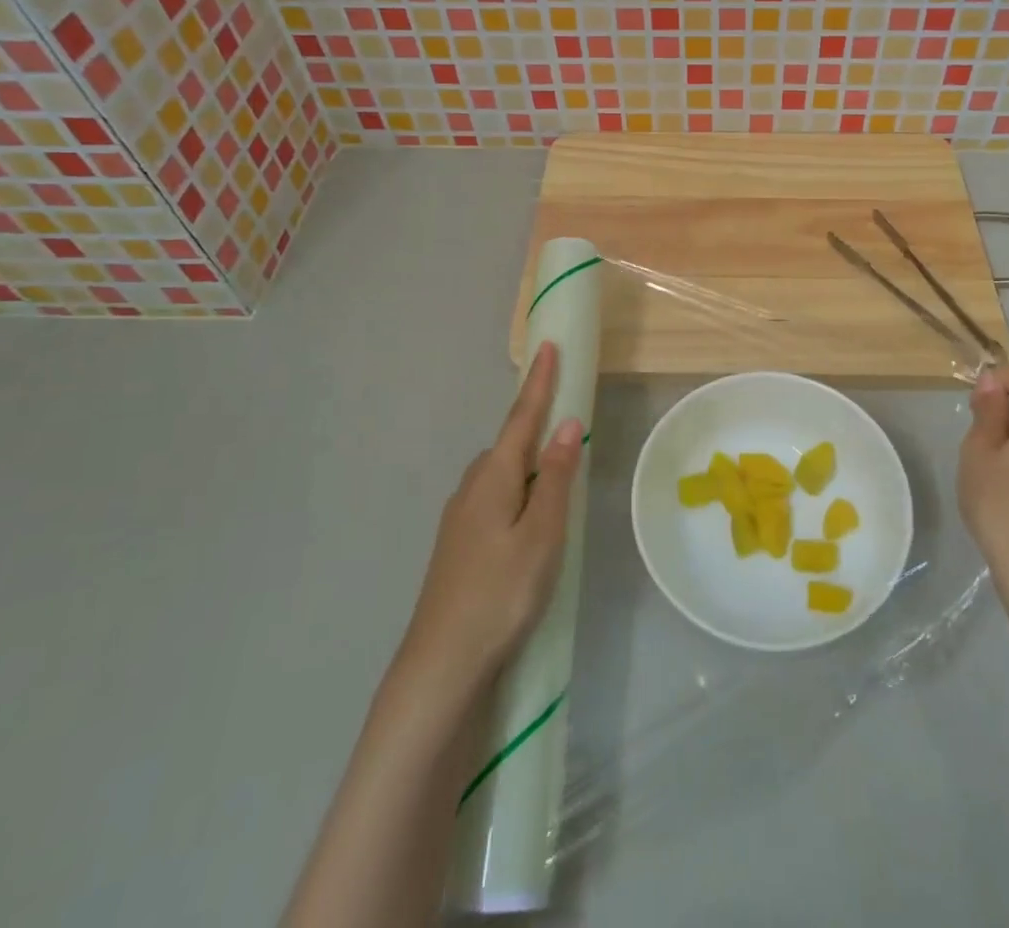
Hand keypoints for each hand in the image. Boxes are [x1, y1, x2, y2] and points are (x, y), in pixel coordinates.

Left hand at [397, 342, 581, 694]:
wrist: (442, 663)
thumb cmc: (501, 592)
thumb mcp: (541, 534)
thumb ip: (555, 478)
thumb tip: (567, 424)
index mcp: (493, 477)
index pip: (522, 417)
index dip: (539, 382)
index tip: (547, 345)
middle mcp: (472, 487)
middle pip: (510, 444)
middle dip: (535, 424)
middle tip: (566, 417)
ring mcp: (460, 517)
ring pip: (501, 474)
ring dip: (528, 462)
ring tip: (556, 471)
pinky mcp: (459, 544)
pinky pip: (495, 498)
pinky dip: (517, 489)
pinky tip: (528, 517)